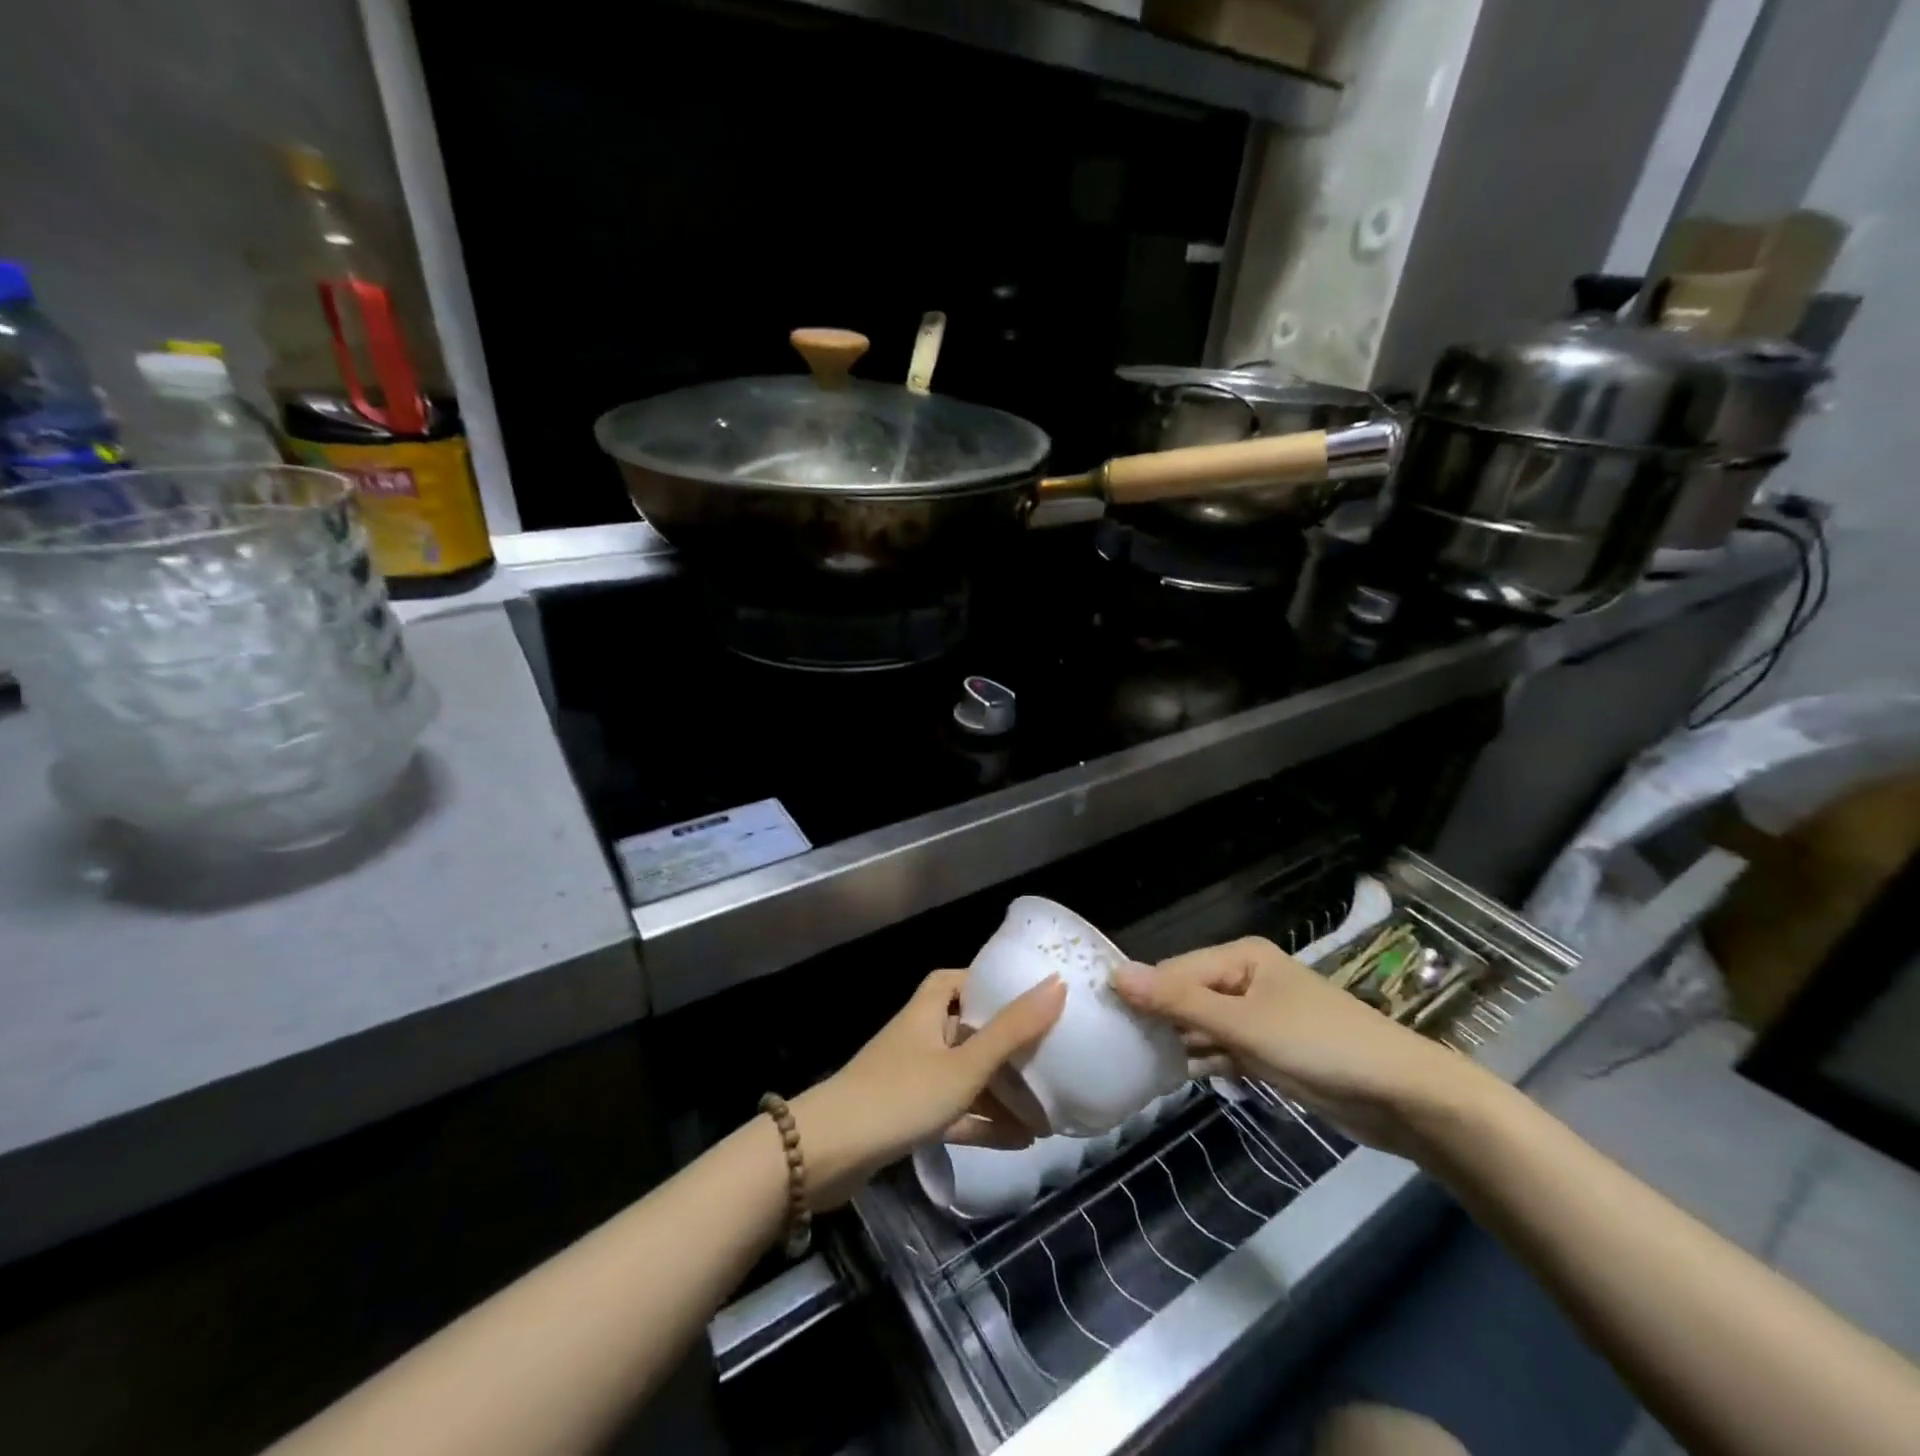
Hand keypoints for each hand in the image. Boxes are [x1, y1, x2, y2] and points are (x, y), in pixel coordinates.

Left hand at [792, 970, 1066, 1205]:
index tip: (1029, 996)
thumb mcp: (965, 1064)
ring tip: (1048, 1112)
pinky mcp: (908, 1117)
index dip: (991, 982)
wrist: (829, 1154)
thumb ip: (1012, 1029)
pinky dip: (985, 1122)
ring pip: (967, 1077)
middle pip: (970, 1031)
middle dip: (1009, 1047)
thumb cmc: (901, 1094)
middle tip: (1051, 1059)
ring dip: (1003, 1093)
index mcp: (928, 1011)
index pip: (958, 980)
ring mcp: (913, 1078)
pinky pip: (956, 1112)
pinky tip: (1022, 1141)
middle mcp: (921, 1037)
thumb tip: (1057, 983)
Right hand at [1111, 938, 1494, 1154]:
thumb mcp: (1242, 1024)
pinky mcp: (1271, 1048)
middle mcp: (1246, 978)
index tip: (1104, 1021)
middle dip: (1158, 1019)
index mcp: (1240, 957)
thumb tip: (1116, 973)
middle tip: (1116, 1048)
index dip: (1141, 993)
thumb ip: (1178, 1001)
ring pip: (1203, 1024)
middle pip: (1187, 995)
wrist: (1402, 1097)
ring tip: (1135, 1065)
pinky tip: (1175, 1076)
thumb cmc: (1319, 1046)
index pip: (1175, 970)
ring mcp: (1260, 1014)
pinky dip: (1205, 1059)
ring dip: (1178, 1042)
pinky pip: (1224, 1047)